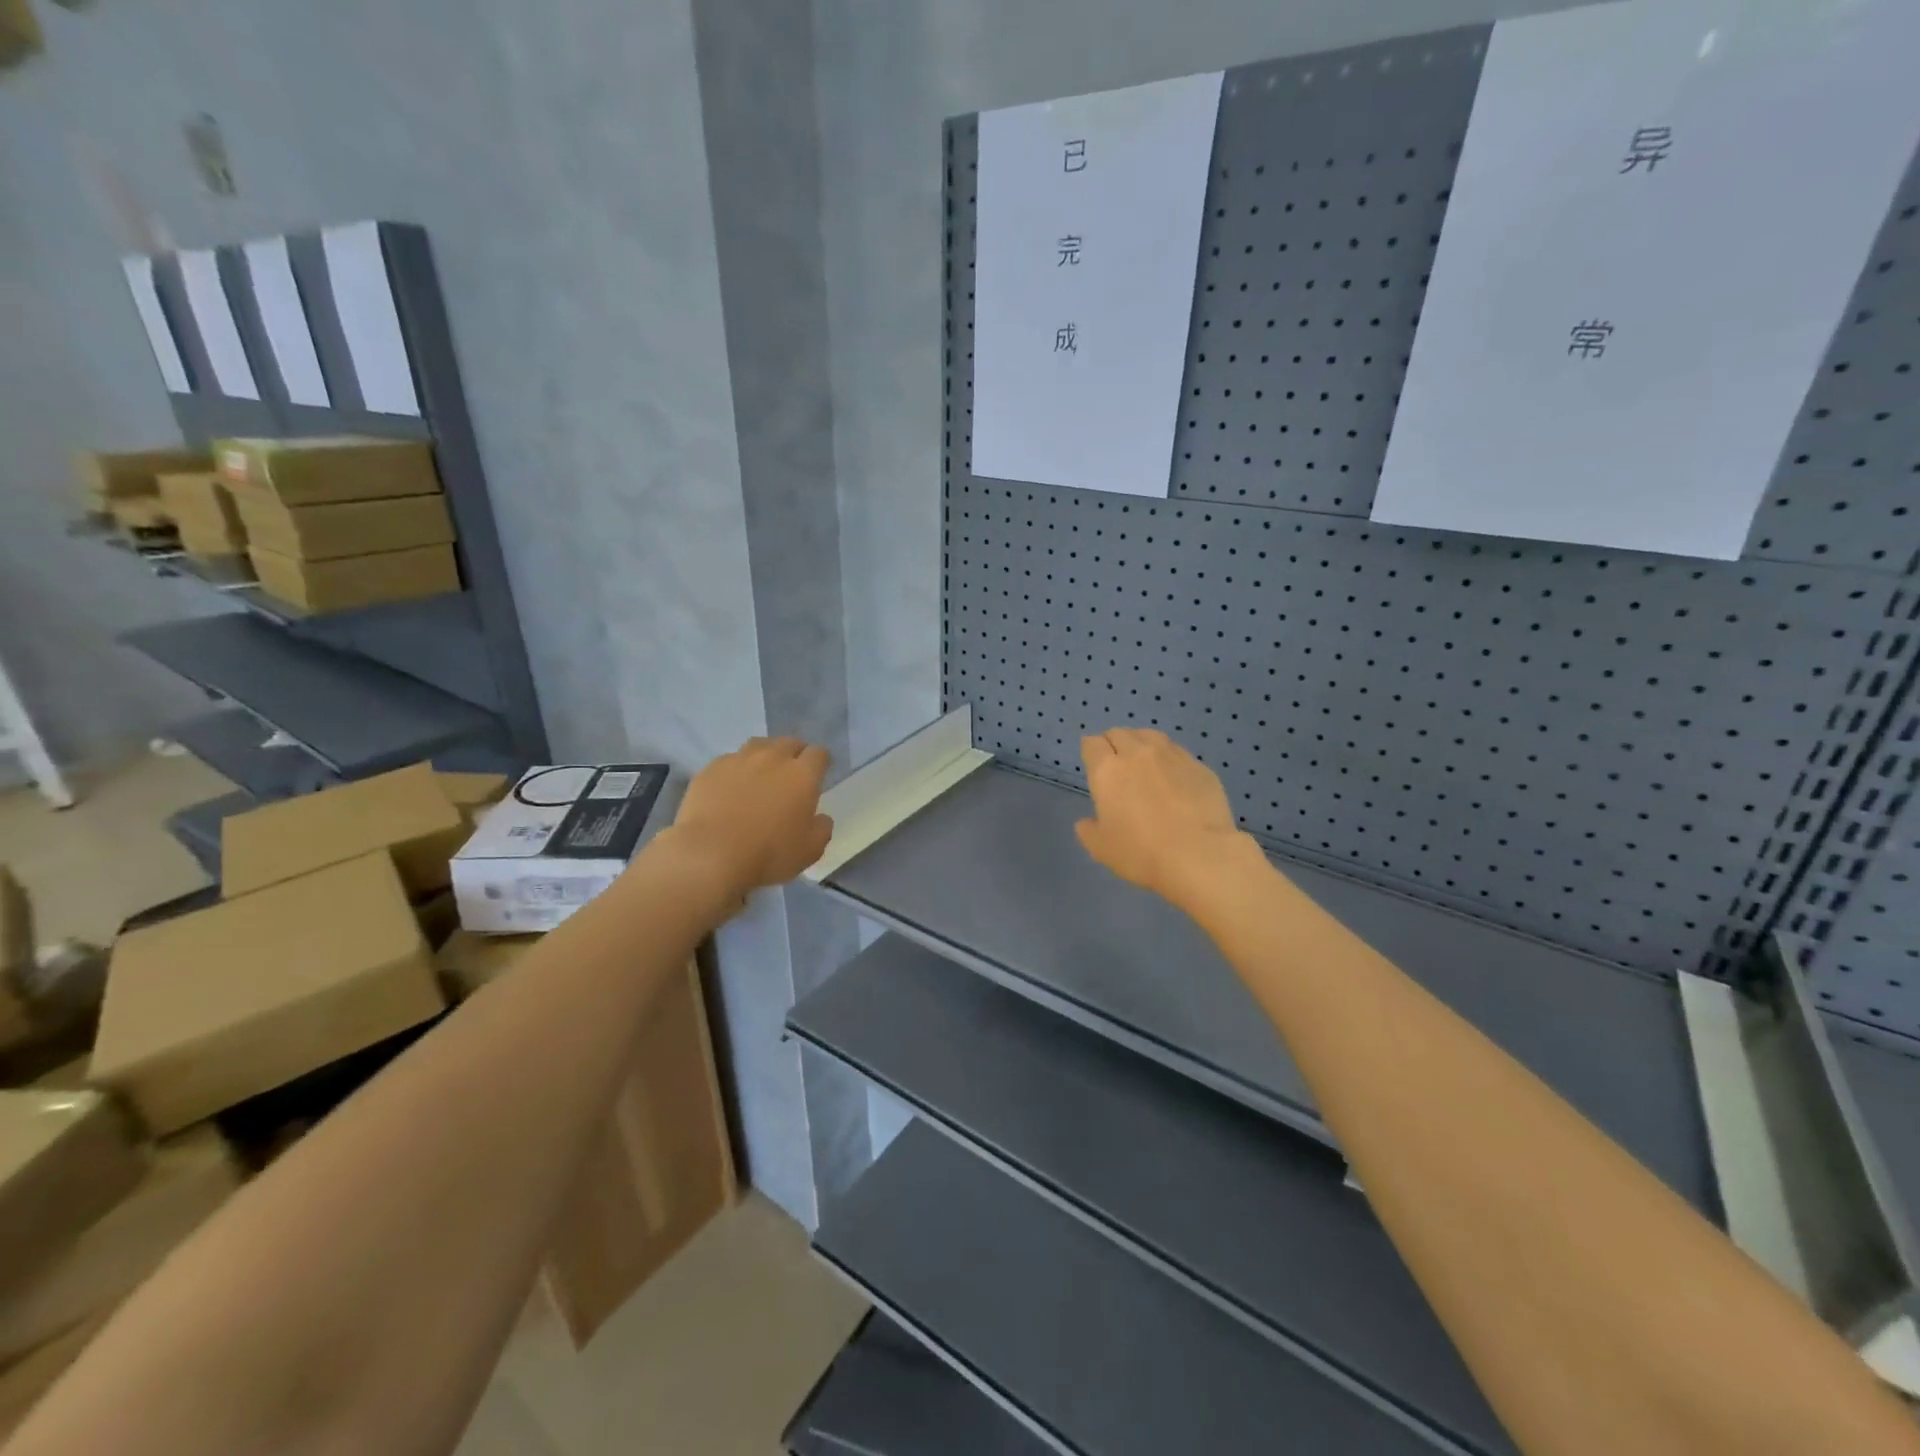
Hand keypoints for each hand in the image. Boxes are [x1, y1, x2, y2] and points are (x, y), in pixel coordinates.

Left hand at [667, 737, 833, 899]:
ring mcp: (739, 760)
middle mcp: (773, 758)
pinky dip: (736, 769)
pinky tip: (731, 787)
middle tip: (792, 773)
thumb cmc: (768, 853)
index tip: (819, 773)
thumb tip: (821, 818)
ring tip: (762, 772)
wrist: (710, 854)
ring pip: (759, 745)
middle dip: (795, 753)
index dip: (821, 761)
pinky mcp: (711, 769)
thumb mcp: (810, 850)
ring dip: (766, 754)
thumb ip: (822, 828)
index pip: (819, 754)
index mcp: (802, 775)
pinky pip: (730, 761)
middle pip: (789, 742)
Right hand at [1076, 728, 1257, 910]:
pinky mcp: (1198, 765)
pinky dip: (1168, 758)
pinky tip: (1173, 777)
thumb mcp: (1101, 849)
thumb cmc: (1141, 853)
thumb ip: (1088, 830)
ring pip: (1149, 735)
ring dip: (1141, 744)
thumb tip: (1087, 822)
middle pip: (1119, 733)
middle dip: (1113, 744)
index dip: (1091, 752)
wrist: (1199, 856)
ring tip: (1145, 763)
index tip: (1094, 765)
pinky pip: (1176, 751)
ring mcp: (1171, 755)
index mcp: (1107, 770)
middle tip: (1117, 766)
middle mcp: (1137, 753)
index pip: (1092, 743)